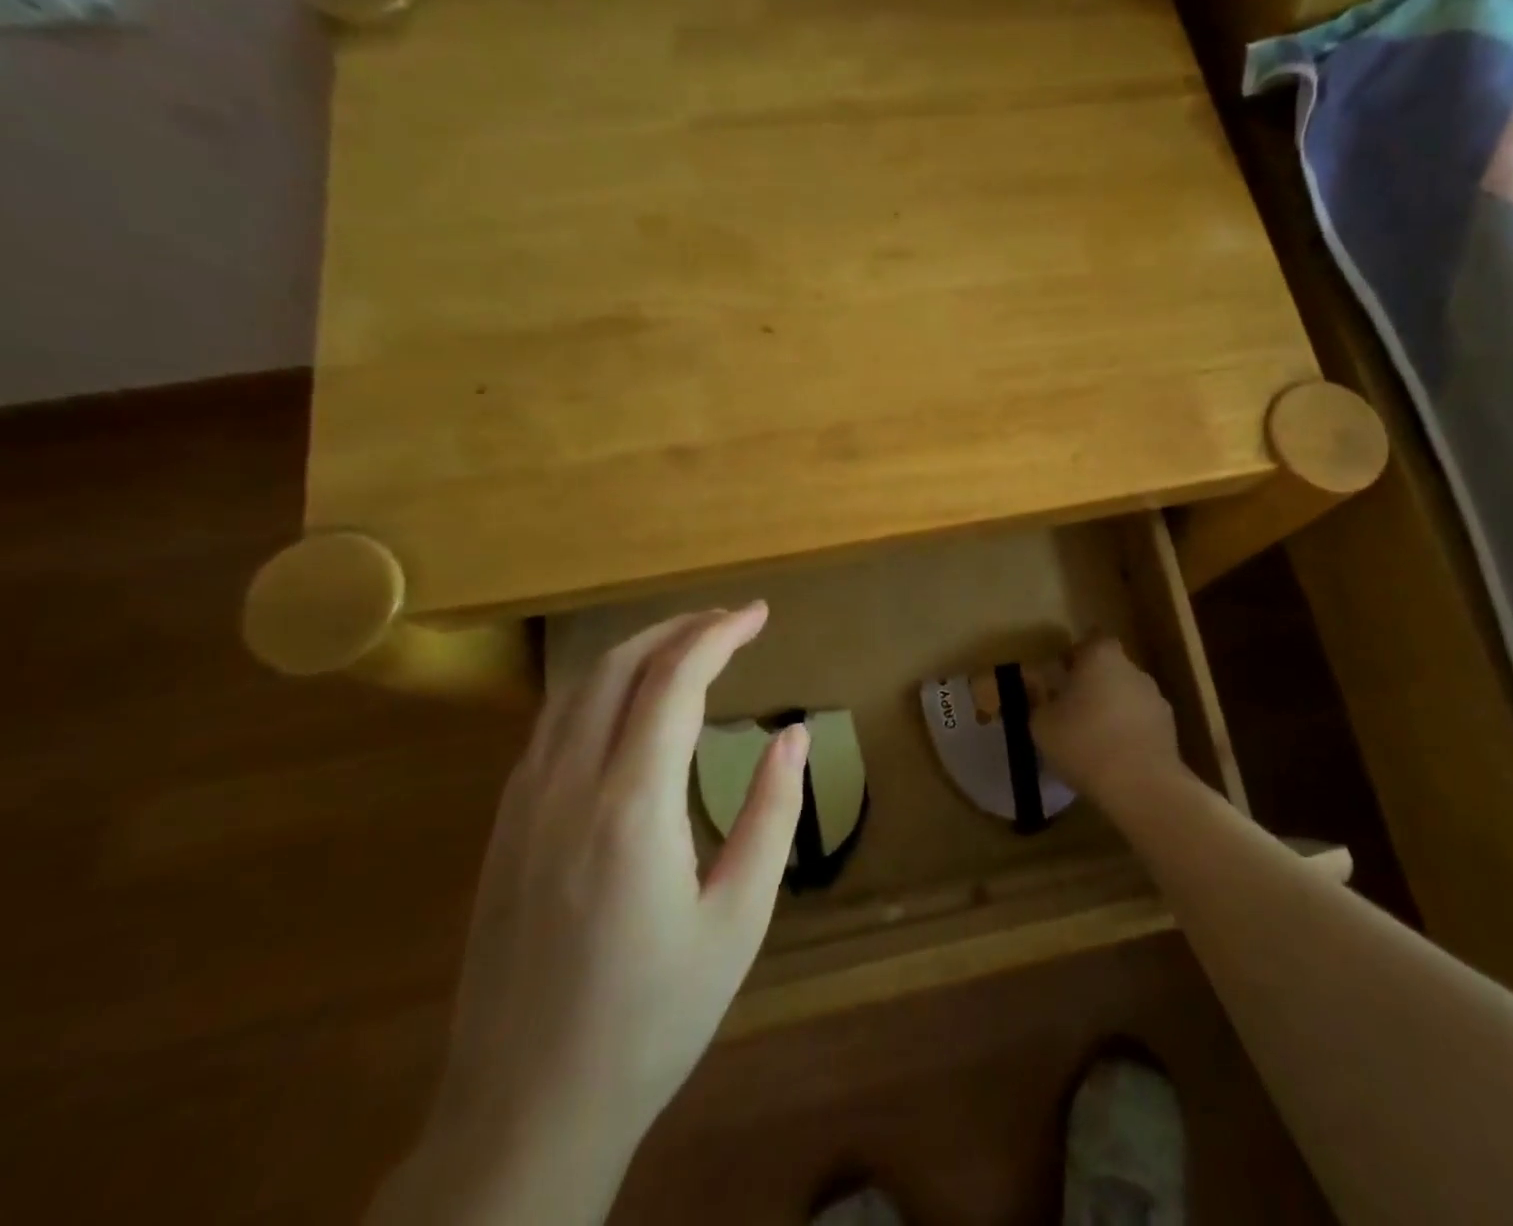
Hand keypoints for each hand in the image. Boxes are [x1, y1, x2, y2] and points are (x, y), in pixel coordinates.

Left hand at [368, 603, 806, 1225]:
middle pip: (616, 668)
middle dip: (677, 628)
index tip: (758, 615)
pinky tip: (627, 706)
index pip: (674, 682)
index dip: (718, 635)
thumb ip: (771, 814)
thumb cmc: (652, 1017)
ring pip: (575, 691)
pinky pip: (551, 728)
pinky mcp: (503, 831)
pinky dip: (598, 690)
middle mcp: (568, 788)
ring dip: (634, 652)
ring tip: (686, 646)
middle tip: (729, 621)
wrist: (524, 1113)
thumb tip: (793, 735)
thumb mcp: (739, 919)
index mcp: (632, 808)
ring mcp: (523, 807)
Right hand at [1031, 636, 1184, 808]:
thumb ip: (1035, 699)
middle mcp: (1132, 668)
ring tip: (1092, 738)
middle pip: (1110, 668)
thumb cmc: (1083, 742)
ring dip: (1112, 709)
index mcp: (1101, 656)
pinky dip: (1128, 732)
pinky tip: (1113, 757)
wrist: (1142, 786)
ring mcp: (1156, 698)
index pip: (1091, 641)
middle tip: (1071, 708)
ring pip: (1127, 696)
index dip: (1076, 655)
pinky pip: (1141, 722)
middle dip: (1093, 684)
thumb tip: (1031, 683)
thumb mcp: (1041, 723)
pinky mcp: (1170, 729)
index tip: (1061, 674)